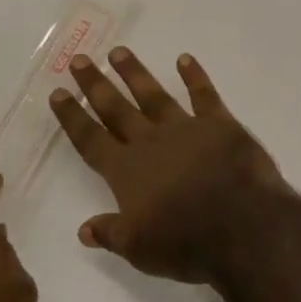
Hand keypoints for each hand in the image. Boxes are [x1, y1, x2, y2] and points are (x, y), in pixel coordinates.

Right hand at [50, 47, 289, 282]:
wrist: (242, 226)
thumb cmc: (186, 243)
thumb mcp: (139, 249)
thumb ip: (110, 232)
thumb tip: (83, 228)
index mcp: (127, 172)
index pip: (91, 140)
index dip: (73, 117)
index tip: (58, 93)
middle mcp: (151, 142)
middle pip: (116, 109)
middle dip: (96, 84)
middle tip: (80, 59)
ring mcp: (186, 128)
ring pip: (154, 95)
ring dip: (135, 73)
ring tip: (119, 51)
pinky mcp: (219, 124)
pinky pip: (204, 95)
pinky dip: (194, 76)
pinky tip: (185, 59)